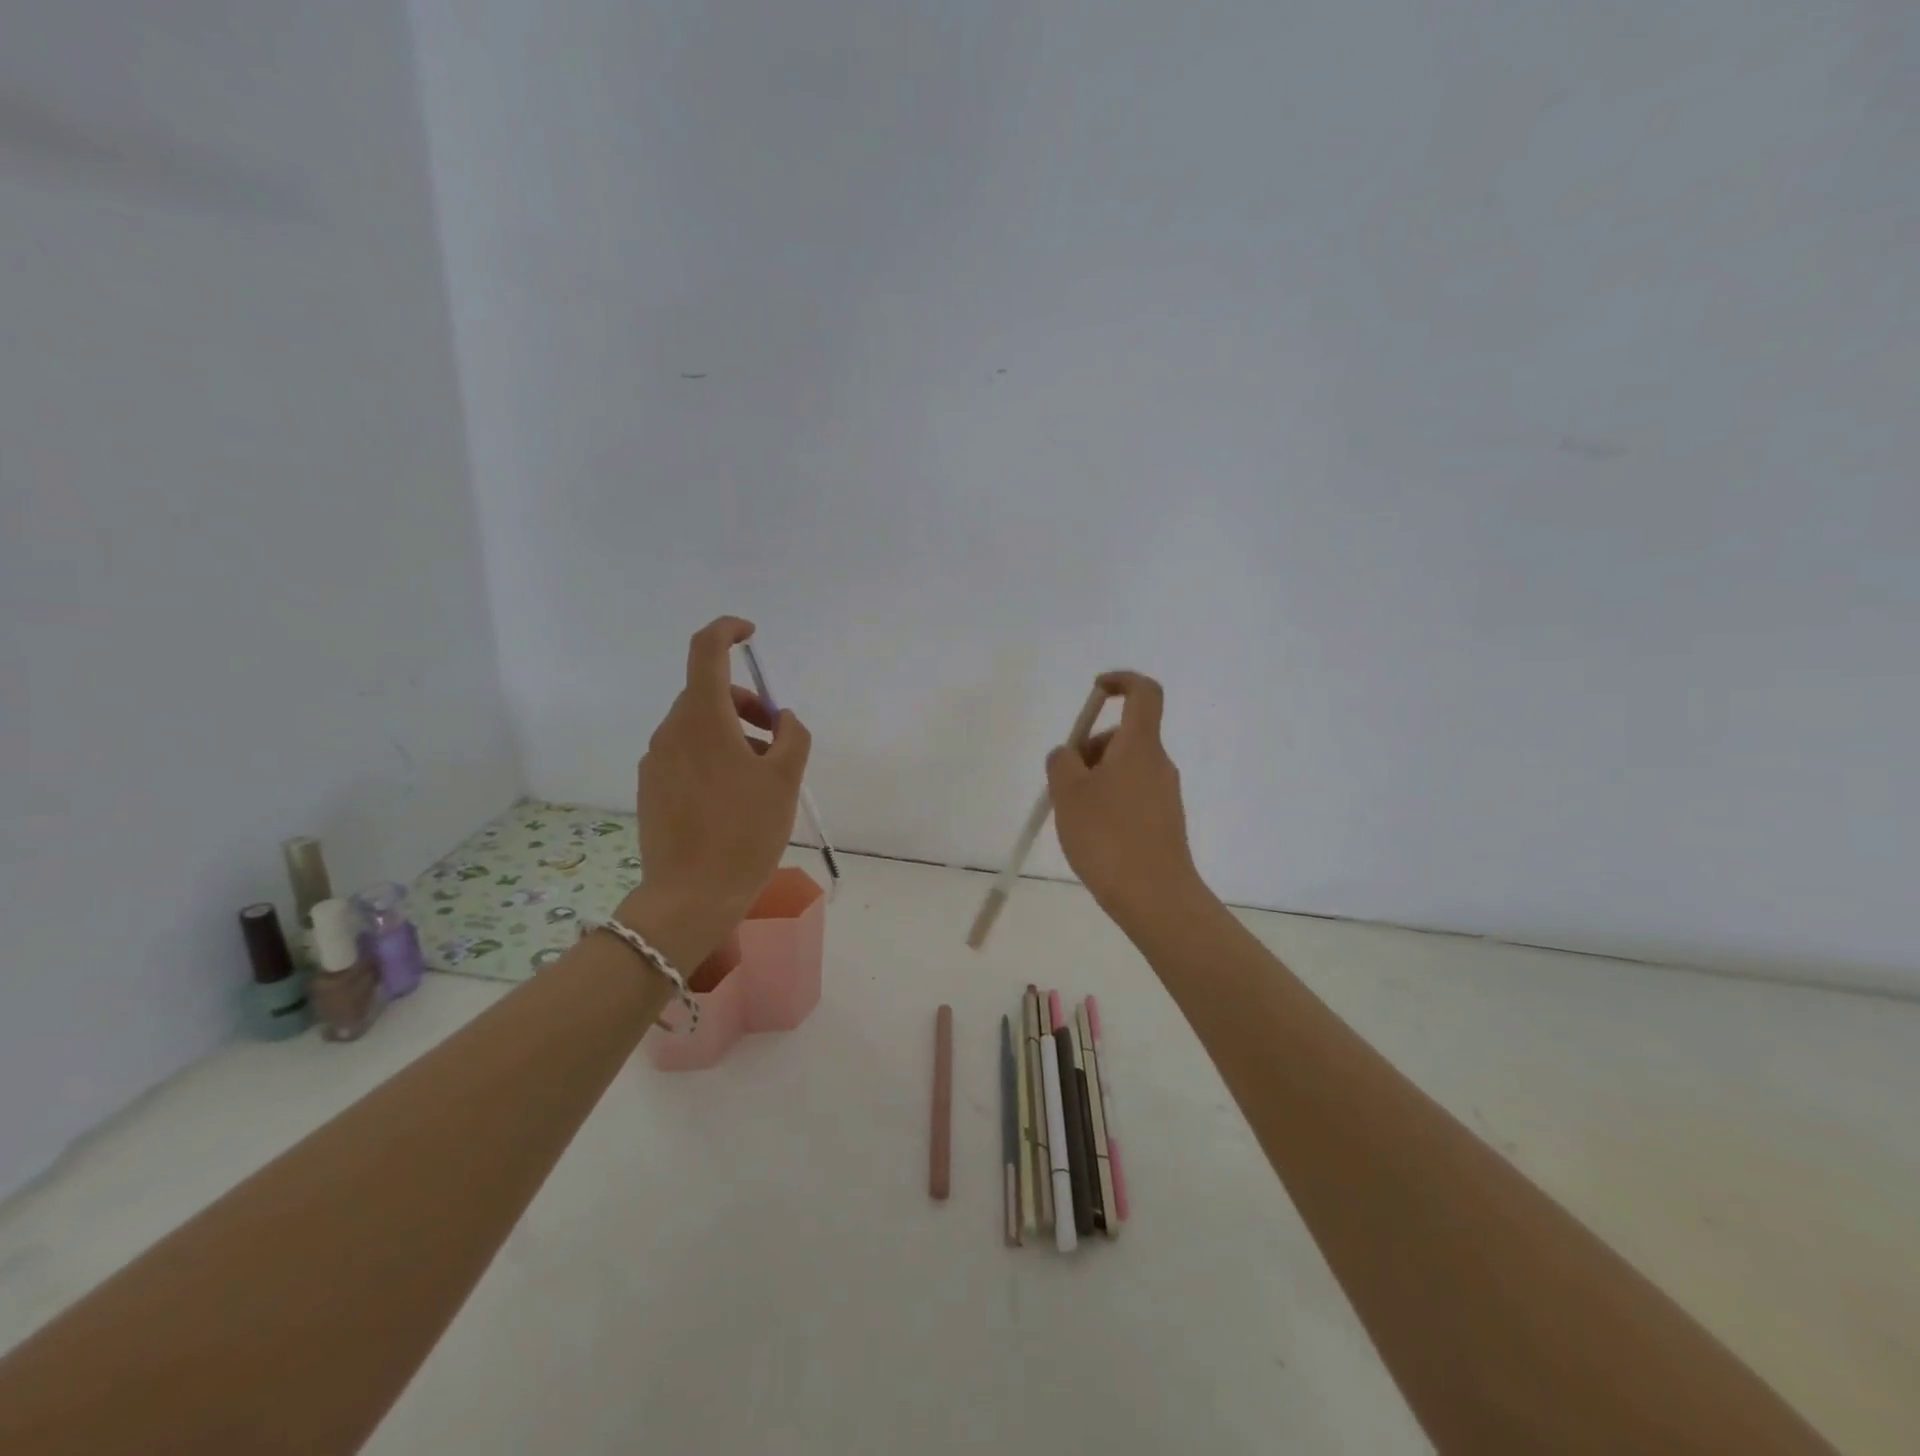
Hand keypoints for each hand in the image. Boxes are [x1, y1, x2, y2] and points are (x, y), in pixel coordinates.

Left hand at [627, 617, 811, 954]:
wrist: (690, 897)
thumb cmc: (744, 831)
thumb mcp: (785, 779)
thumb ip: (793, 736)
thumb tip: (782, 719)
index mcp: (703, 719)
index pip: (706, 650)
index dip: (727, 631)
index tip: (750, 634)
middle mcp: (671, 731)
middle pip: (708, 693)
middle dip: (747, 705)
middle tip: (778, 739)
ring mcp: (656, 761)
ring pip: (698, 727)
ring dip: (733, 735)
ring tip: (763, 777)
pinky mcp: (651, 788)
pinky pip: (686, 754)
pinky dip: (714, 757)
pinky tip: (734, 798)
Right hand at [1047, 671, 1198, 918]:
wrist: (1154, 897)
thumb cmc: (1108, 836)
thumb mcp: (1069, 793)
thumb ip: (1062, 762)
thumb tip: (1068, 754)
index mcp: (1139, 746)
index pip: (1143, 692)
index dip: (1121, 681)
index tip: (1095, 691)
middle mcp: (1158, 763)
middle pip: (1123, 736)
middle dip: (1089, 748)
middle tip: (1063, 782)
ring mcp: (1164, 794)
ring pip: (1124, 768)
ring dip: (1095, 778)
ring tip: (1072, 816)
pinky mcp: (1163, 821)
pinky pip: (1131, 795)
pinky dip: (1107, 801)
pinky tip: (1091, 835)